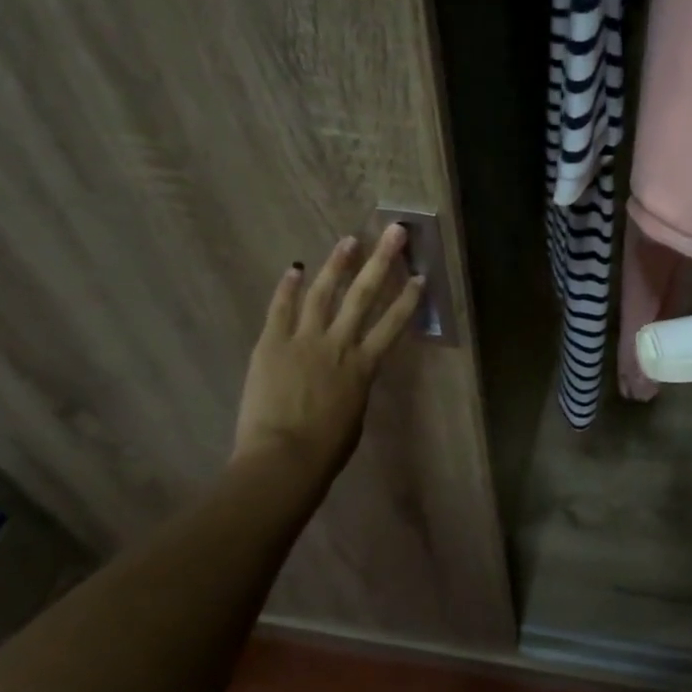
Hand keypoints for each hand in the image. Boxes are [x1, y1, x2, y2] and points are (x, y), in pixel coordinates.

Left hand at [232, 224, 424, 481]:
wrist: (283, 459)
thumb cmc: (326, 450)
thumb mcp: (354, 415)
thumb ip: (354, 386)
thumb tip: (350, 372)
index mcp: (364, 366)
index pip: (393, 324)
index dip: (408, 299)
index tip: (419, 276)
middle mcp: (339, 344)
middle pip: (364, 295)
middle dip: (381, 261)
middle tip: (394, 232)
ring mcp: (304, 340)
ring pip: (323, 293)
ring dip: (337, 264)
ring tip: (349, 240)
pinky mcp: (272, 344)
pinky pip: (281, 309)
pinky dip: (287, 288)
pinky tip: (294, 268)